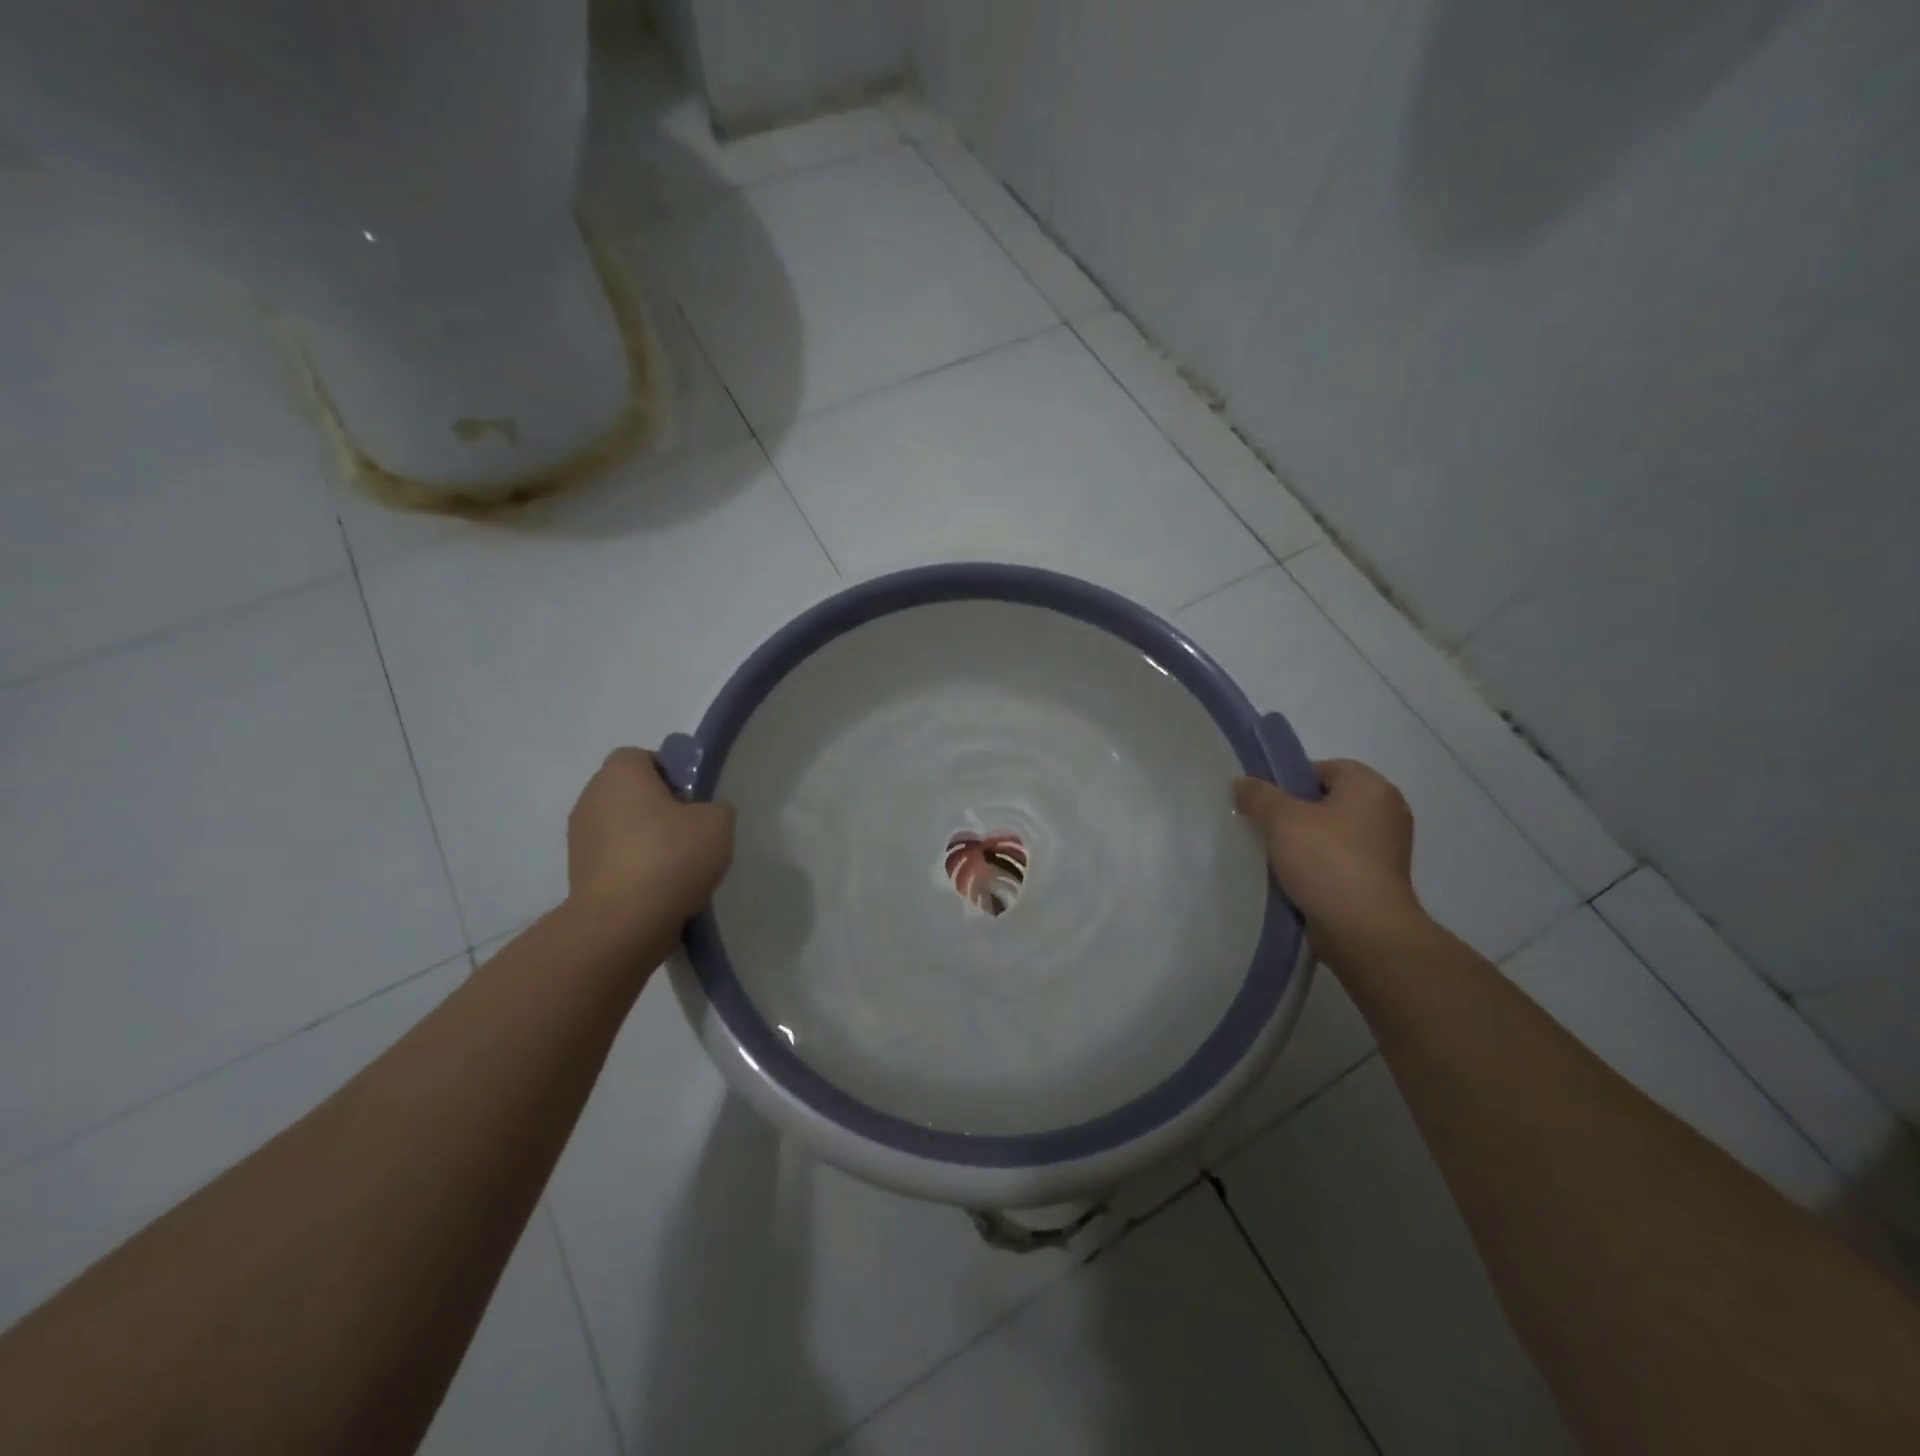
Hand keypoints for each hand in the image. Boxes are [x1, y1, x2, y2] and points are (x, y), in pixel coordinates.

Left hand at [567, 747, 734, 927]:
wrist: (622, 923)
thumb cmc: (670, 857)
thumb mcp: (718, 823)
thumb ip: (716, 808)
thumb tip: (705, 814)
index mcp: (620, 773)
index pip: (644, 758)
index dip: (672, 774)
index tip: (694, 801)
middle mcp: (591, 797)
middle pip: (632, 793)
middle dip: (660, 809)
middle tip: (692, 833)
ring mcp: (579, 839)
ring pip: (623, 828)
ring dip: (646, 841)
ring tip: (679, 868)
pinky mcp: (579, 875)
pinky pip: (615, 860)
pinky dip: (635, 869)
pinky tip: (661, 890)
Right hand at [1233, 759, 1425, 951]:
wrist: (1364, 929)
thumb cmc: (1326, 861)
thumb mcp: (1282, 820)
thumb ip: (1258, 796)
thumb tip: (1241, 783)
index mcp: (1371, 787)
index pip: (1325, 768)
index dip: (1291, 780)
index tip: (1267, 803)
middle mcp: (1387, 811)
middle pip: (1329, 800)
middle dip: (1297, 812)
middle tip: (1267, 827)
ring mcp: (1388, 847)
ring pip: (1335, 832)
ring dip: (1307, 841)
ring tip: (1276, 855)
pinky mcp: (1381, 878)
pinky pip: (1342, 859)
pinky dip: (1321, 864)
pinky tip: (1297, 878)